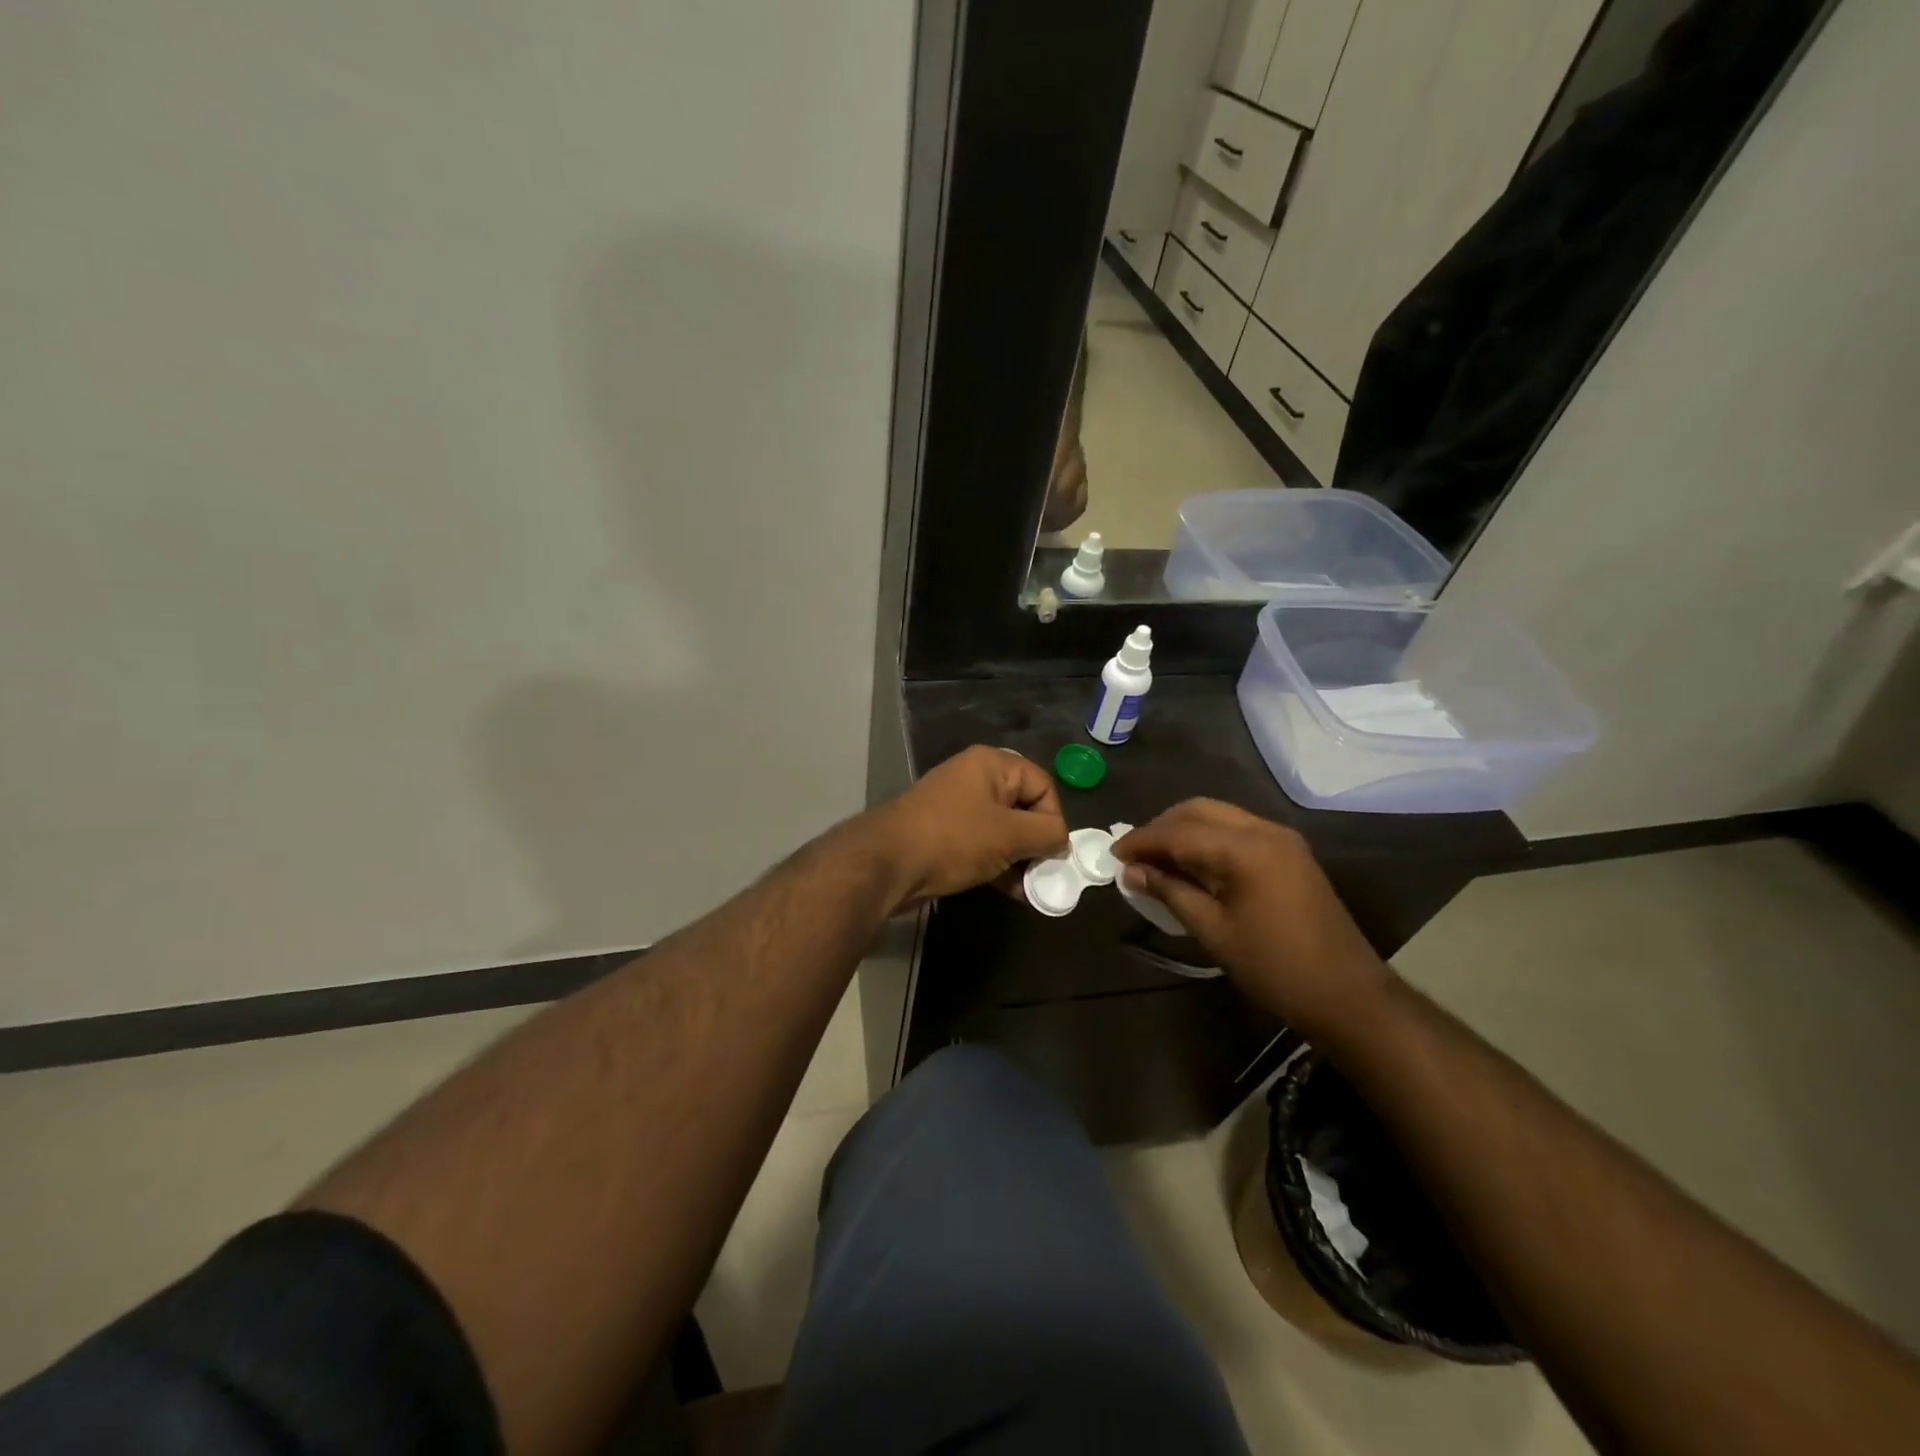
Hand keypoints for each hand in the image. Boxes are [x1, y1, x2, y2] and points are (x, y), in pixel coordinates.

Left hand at [867, 746, 1068, 913]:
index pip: (1042, 785)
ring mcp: (957, 807)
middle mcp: (975, 778)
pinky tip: (1008, 891)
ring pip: (1003, 830)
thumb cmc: (954, 839)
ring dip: (1019, 859)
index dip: (1054, 818)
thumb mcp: (1009, 835)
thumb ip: (1046, 834)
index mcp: (991, 765)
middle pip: (1023, 808)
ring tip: (1027, 889)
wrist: (887, 863)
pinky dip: (997, 865)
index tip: (1053, 852)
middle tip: (1043, 874)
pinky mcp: (944, 834)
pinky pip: (982, 845)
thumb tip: (1062, 841)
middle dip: (1036, 843)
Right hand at [1114, 799, 1392, 1039]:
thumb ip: (1170, 892)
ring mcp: (1281, 839)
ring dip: (1184, 830)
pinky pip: (1237, 830)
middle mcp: (1265, 830)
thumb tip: (1131, 871)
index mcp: (1246, 848)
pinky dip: (1207, 838)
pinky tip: (1191, 863)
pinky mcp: (1289, 853)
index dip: (1143, 840)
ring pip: (1219, 816)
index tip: (1113, 853)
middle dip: (1162, 827)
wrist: (1348, 995)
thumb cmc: (1275, 968)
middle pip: (1199, 810)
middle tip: (1134, 855)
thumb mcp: (1214, 931)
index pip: (1180, 831)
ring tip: (1157, 859)